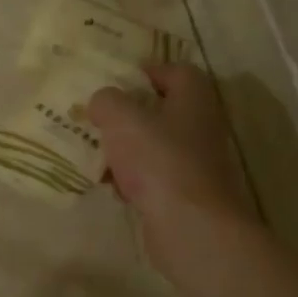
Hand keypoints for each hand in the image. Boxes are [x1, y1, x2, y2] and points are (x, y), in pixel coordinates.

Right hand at [89, 63, 250, 257]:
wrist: (190, 226)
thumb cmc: (159, 160)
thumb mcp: (121, 118)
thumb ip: (107, 101)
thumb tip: (102, 102)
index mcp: (193, 100)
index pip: (178, 71)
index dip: (149, 70)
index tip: (118, 79)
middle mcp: (200, 128)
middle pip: (163, 110)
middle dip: (129, 114)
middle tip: (99, 116)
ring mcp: (196, 163)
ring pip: (155, 145)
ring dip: (126, 148)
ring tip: (97, 153)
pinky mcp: (185, 194)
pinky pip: (153, 177)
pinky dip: (132, 179)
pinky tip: (112, 186)